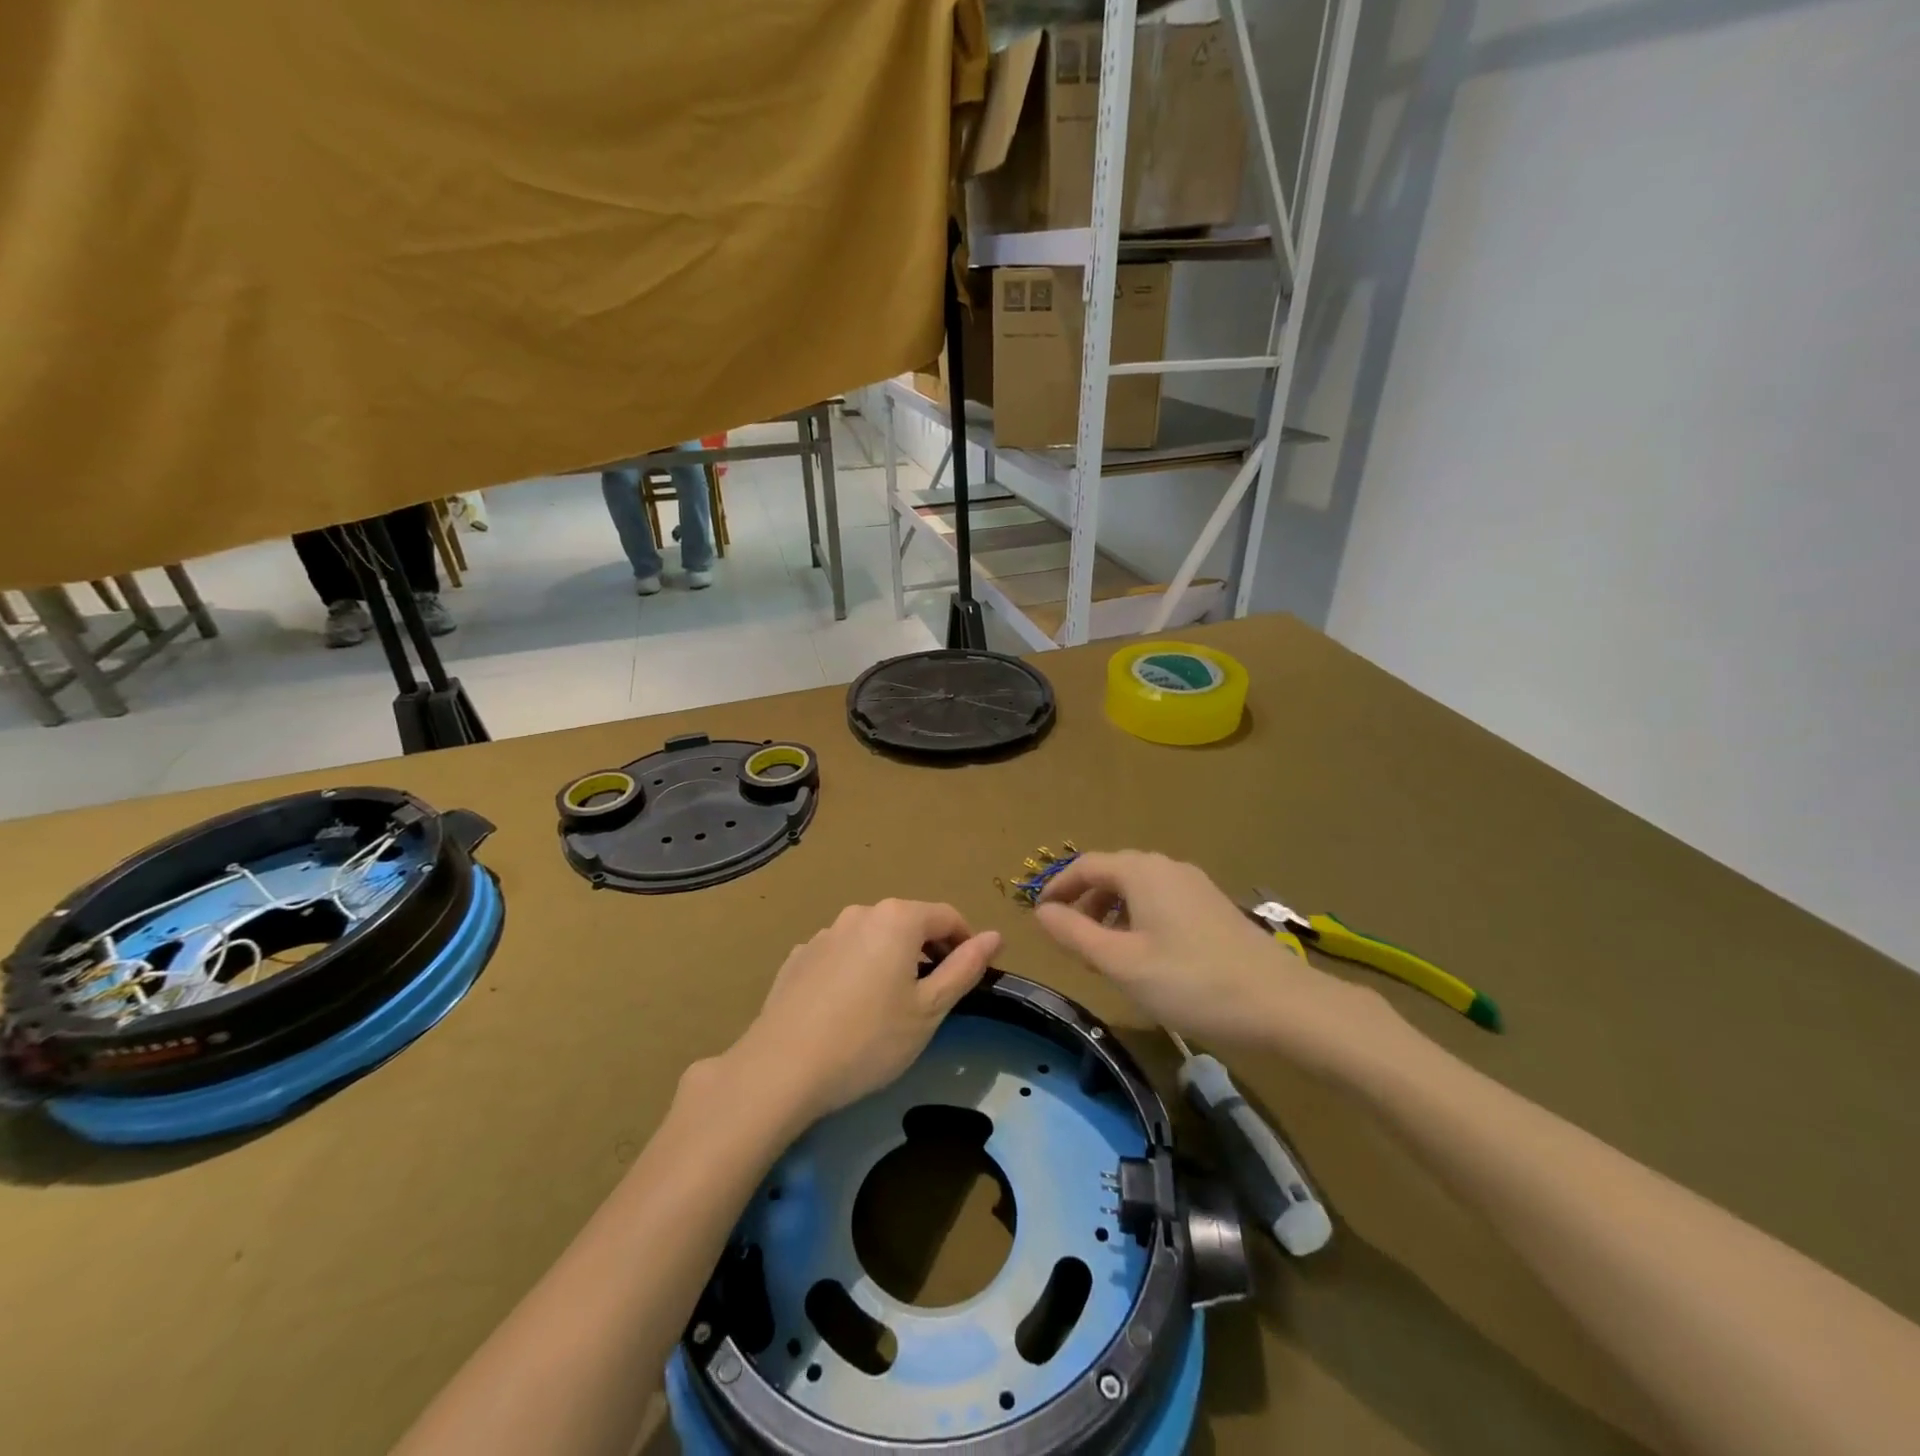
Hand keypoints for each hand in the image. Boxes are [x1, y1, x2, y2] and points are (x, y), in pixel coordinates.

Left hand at [728, 900, 1000, 1126]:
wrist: (782, 1068)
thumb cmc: (869, 1040)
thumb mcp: (929, 1010)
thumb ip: (965, 968)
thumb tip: (995, 936)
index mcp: (898, 919)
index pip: (947, 916)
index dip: (965, 943)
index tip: (970, 976)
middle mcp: (860, 913)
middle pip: (908, 923)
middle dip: (927, 952)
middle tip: (931, 998)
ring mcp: (825, 933)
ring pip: (872, 938)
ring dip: (890, 960)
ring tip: (888, 1008)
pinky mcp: (799, 956)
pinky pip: (841, 954)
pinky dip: (855, 971)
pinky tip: (847, 1010)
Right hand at [1035, 851, 1398, 1075]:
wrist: (1282, 1005)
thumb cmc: (1191, 982)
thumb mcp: (1121, 962)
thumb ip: (1075, 934)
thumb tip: (1041, 913)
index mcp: (1142, 871)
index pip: (1085, 865)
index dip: (1058, 887)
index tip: (1040, 916)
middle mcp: (1167, 867)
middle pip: (1112, 873)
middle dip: (1085, 902)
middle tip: (1072, 942)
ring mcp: (1195, 885)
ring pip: (1138, 889)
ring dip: (1111, 913)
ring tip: (1104, 954)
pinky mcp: (1213, 907)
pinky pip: (1161, 901)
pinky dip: (1138, 919)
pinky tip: (1145, 955)